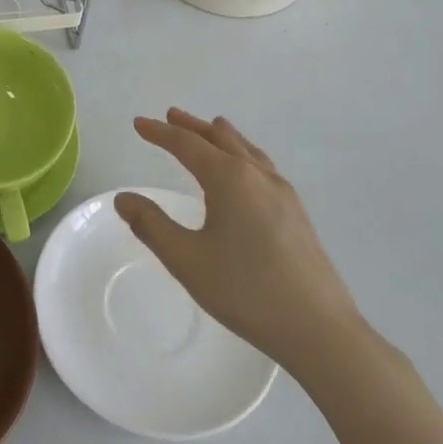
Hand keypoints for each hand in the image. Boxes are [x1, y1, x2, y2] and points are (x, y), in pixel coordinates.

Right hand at [116, 109, 364, 384]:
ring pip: (248, 151)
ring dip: (223, 137)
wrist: (318, 328)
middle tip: (171, 115)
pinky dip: (245, 154)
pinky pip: (264, 167)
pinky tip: (247, 171)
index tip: (139, 124)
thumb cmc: (245, 291)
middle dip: (193, 127)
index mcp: (229, 180)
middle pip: (221, 140)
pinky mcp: (297, 214)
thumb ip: (151, 225)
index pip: (187, 145)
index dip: (160, 134)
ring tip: (213, 127)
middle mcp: (258, 176)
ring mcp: (284, 194)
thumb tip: (124, 199)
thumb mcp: (186, 259)